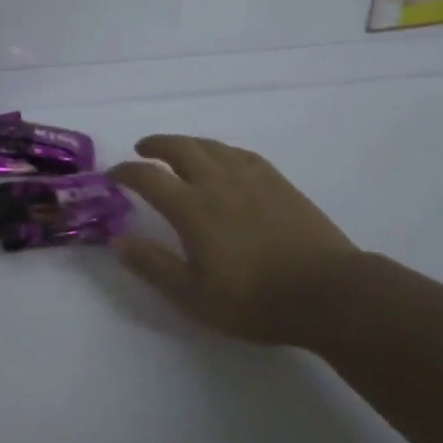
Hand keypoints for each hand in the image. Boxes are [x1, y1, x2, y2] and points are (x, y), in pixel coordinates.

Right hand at [110, 135, 366, 347]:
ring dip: (186, 143)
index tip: (114, 175)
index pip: (149, 177)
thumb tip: (118, 241)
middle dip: (155, 145)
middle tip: (142, 149)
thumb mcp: (194, 296)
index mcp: (192, 207)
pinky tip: (222, 158)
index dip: (127, 172)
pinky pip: (239, 153)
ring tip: (177, 149)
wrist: (328, 291)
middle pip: (179, 148)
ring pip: (210, 145)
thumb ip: (154, 265)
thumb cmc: (256, 300)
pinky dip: (220, 150)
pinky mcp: (277, 181)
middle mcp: (217, 181)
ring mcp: (250, 177)